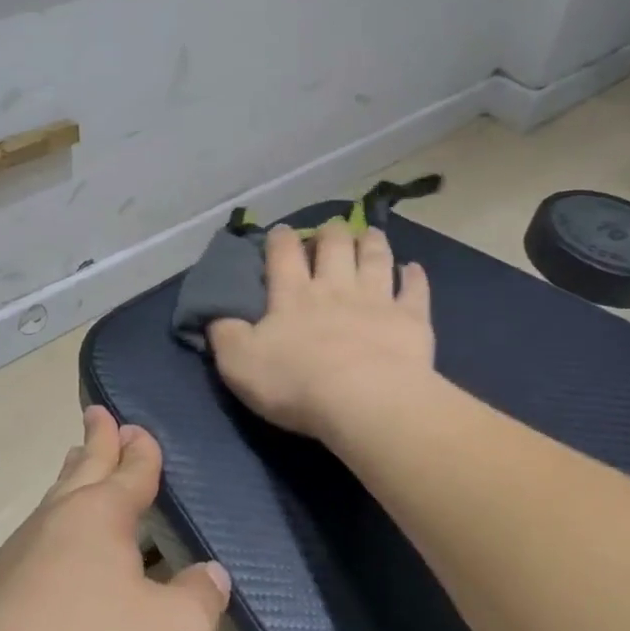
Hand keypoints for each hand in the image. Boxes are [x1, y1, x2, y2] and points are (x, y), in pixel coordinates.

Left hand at [0, 407, 230, 630]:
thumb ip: (201, 599)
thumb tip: (211, 574)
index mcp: (101, 515)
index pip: (130, 470)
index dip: (140, 449)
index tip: (137, 428)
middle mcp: (59, 520)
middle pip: (83, 468)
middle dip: (96, 441)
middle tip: (98, 414)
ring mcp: (21, 553)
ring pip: (55, 500)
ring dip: (72, 477)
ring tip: (78, 463)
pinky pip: (37, 538)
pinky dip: (55, 525)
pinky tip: (56, 549)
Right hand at [209, 221, 434, 441]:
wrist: (365, 400)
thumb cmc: (296, 382)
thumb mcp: (240, 363)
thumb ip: (225, 335)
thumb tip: (214, 315)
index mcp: (292, 295)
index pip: (283, 254)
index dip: (281, 239)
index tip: (281, 231)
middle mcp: (335, 287)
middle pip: (334, 247)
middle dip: (330, 233)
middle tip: (330, 230)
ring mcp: (376, 300)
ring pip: (375, 258)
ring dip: (371, 243)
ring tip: (370, 233)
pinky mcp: (410, 319)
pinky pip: (414, 290)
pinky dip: (414, 276)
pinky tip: (413, 267)